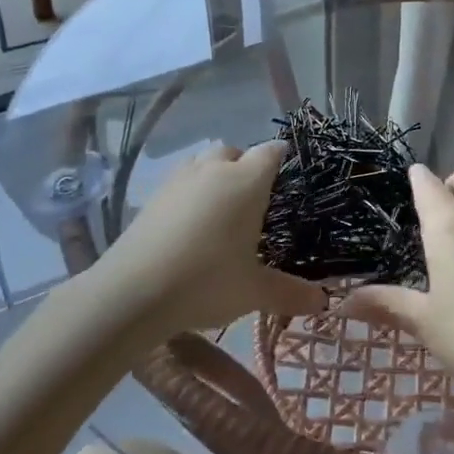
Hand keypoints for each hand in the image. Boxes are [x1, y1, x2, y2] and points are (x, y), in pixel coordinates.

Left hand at [102, 142, 326, 339]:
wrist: (131, 292)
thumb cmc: (206, 281)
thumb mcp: (254, 291)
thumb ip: (290, 292)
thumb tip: (323, 301)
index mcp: (247, 181)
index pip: (272, 152)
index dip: (283, 159)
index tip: (290, 177)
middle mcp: (214, 170)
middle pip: (235, 152)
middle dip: (246, 167)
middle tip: (254, 202)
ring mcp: (179, 179)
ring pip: (204, 163)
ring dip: (215, 176)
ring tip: (220, 212)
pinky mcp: (153, 196)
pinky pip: (181, 182)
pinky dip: (190, 194)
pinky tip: (189, 227)